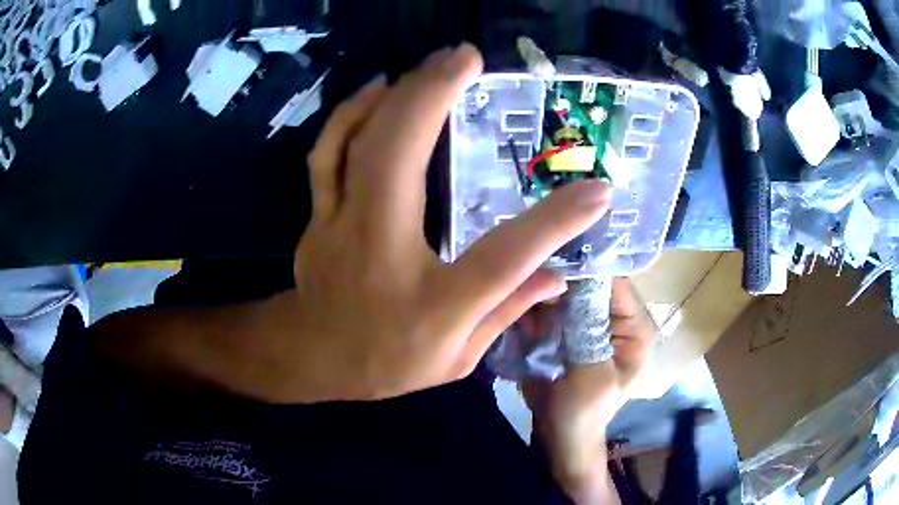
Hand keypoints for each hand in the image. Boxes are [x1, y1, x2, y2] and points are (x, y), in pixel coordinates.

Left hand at [257, 43, 612, 401]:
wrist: (316, 356)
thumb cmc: (390, 361)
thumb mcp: (458, 356)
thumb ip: (509, 309)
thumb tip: (559, 276)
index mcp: (435, 304)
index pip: (506, 256)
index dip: (557, 221)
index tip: (597, 189)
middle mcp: (384, 253)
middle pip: (403, 158)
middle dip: (436, 95)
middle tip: (467, 56)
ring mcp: (341, 226)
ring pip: (356, 143)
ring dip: (394, 94)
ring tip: (430, 65)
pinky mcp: (320, 214)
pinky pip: (328, 153)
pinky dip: (351, 114)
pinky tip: (377, 90)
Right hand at [523, 279, 654, 502]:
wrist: (558, 435)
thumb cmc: (584, 410)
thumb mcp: (592, 372)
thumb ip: (588, 330)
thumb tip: (574, 282)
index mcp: (634, 328)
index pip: (615, 284)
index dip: (588, 270)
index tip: (555, 257)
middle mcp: (613, 320)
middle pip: (588, 286)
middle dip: (562, 281)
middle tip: (530, 275)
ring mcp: (588, 325)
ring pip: (567, 295)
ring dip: (545, 293)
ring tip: (521, 291)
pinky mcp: (566, 332)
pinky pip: (552, 309)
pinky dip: (536, 307)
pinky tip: (519, 308)